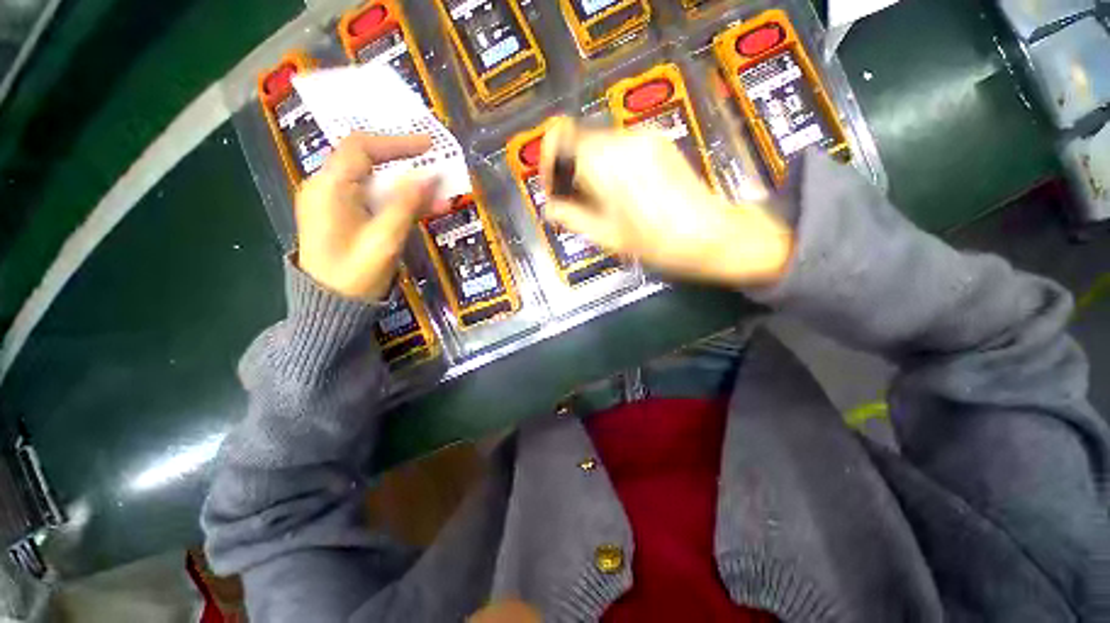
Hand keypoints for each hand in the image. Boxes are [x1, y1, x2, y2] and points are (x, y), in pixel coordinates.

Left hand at [295, 133, 441, 299]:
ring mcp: (332, 203)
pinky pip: (372, 201)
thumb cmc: (354, 275)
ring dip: (407, 188)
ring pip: (373, 183)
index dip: (397, 143)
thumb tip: (430, 175)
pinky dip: (397, 202)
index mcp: (330, 187)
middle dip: (406, 167)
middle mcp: (326, 188)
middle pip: (368, 163)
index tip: (429, 146)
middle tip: (438, 175)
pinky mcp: (341, 218)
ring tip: (439, 198)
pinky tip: (421, 211)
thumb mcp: (385, 240)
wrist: (329, 307)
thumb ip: (406, 204)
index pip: (362, 147)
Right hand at [539, 119, 792, 286]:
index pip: (559, 136)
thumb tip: (549, 208)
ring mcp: (645, 137)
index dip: (548, 161)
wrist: (713, 236)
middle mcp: (624, 139)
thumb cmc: (657, 243)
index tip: (552, 189)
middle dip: (569, 170)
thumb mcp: (607, 237)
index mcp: (607, 161)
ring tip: (598, 203)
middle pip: (579, 141)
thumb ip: (571, 218)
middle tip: (574, 204)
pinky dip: (609, 165)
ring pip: (599, 144)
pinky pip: (620, 147)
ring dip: (589, 169)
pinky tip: (620, 193)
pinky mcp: (659, 142)